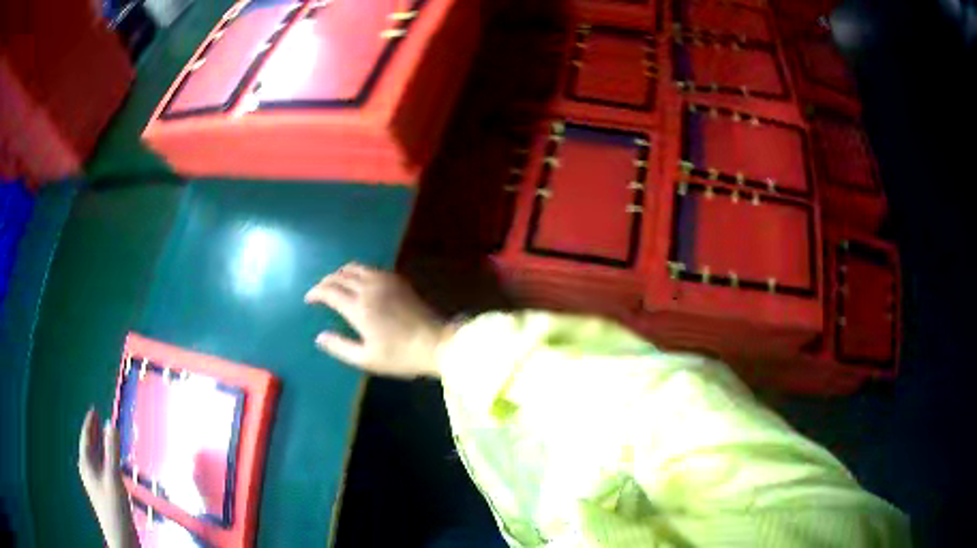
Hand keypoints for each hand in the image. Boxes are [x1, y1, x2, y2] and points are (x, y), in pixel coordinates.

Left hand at [78, 408, 139, 547]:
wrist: (122, 539)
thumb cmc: (114, 508)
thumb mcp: (114, 479)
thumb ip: (112, 451)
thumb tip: (111, 423)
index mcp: (86, 464)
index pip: (86, 438)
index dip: (89, 423)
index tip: (94, 409)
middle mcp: (89, 471)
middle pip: (90, 447)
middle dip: (94, 433)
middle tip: (99, 418)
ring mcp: (97, 483)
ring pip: (97, 459)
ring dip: (102, 446)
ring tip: (107, 436)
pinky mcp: (105, 493)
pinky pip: (103, 469)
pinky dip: (107, 460)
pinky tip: (113, 463)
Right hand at [305, 263, 453, 377]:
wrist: (436, 343)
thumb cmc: (400, 356)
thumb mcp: (366, 358)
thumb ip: (340, 347)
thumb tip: (319, 337)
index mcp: (358, 307)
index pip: (329, 291)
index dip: (315, 293)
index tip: (309, 299)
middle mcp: (369, 288)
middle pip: (340, 276)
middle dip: (326, 282)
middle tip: (319, 291)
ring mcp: (385, 281)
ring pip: (356, 267)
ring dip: (341, 273)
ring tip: (336, 283)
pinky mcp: (398, 280)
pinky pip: (371, 268)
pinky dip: (358, 271)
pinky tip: (359, 280)